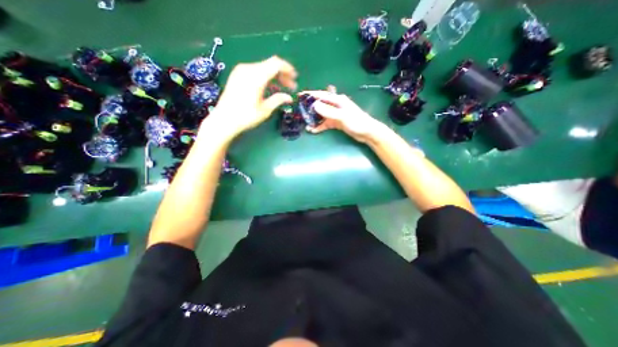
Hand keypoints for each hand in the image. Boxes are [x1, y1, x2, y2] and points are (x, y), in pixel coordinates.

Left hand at [204, 56, 296, 137]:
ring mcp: (241, 71)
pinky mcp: (237, 76)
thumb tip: (289, 97)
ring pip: (263, 68)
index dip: (288, 69)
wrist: (224, 120)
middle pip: (270, 65)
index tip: (295, 77)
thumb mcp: (265, 109)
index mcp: (256, 77)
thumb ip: (278, 100)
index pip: (276, 64)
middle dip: (283, 75)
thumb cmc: (246, 116)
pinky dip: (265, 78)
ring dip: (274, 77)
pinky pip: (255, 72)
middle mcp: (248, 69)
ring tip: (282, 89)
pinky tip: (269, 89)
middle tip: (291, 87)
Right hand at [302, 86, 384, 143]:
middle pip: (320, 105)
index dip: (311, 95)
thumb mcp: (342, 116)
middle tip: (300, 112)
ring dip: (314, 120)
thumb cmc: (357, 122)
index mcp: (338, 100)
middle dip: (310, 108)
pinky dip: (320, 127)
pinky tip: (313, 130)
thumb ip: (329, 111)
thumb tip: (315, 105)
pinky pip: (326, 123)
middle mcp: (336, 106)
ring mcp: (336, 115)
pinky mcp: (337, 122)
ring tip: (306, 124)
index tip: (300, 95)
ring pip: (322, 115)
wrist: (367, 133)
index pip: (322, 96)